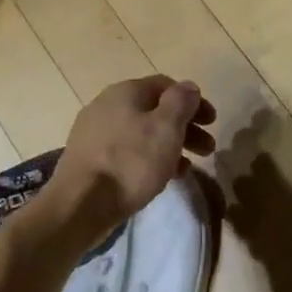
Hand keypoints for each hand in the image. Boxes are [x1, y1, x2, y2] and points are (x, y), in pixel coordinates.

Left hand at [50, 76, 216, 232]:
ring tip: (187, 167)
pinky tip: (161, 178)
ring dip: (170, 145)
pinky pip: (127, 152)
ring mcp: (94, 133)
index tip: (212, 122)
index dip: (193, 101)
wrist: (80, 205)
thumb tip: (188, 87)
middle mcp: (107, 105)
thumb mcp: (166, 128)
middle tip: (207, 148)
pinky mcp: (89, 159)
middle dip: (185, 127)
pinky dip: (149, 159)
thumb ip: (181, 102)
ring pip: (142, 133)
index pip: (167, 85)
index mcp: (125, 92)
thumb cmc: (131, 162)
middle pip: (155, 110)